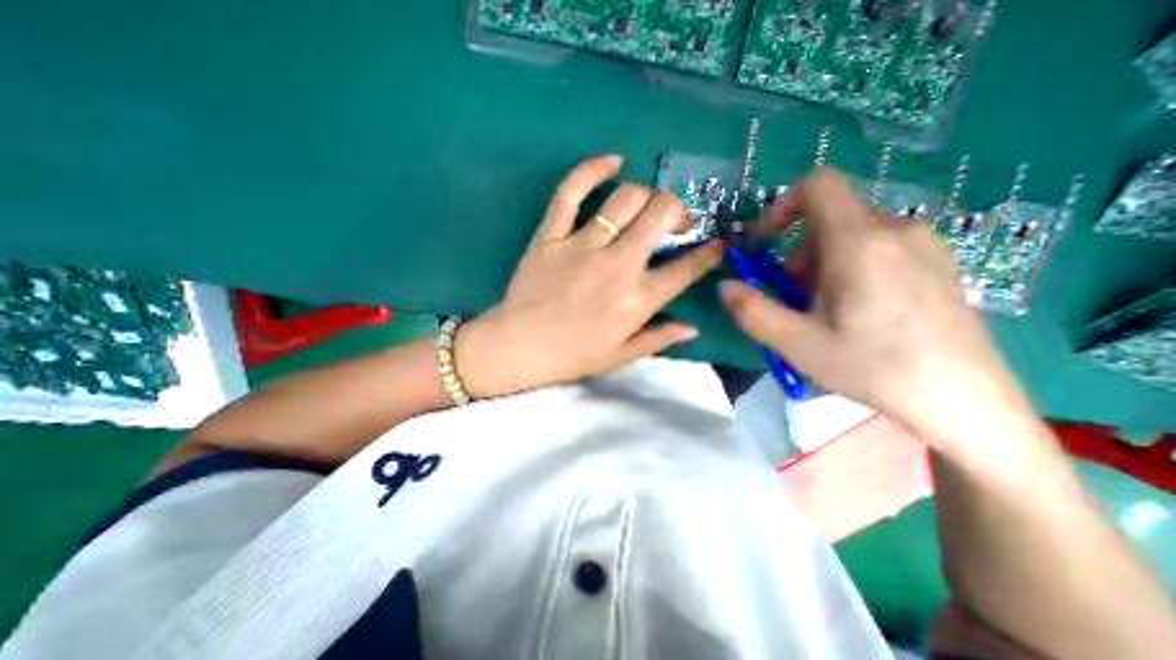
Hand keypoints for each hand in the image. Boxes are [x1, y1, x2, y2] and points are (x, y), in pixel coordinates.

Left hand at [458, 156, 725, 397]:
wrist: (518, 348)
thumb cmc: (572, 356)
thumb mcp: (621, 356)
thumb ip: (659, 339)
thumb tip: (693, 327)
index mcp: (636, 300)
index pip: (686, 268)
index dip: (710, 252)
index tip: (717, 244)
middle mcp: (616, 266)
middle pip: (661, 214)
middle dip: (679, 210)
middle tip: (675, 222)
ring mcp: (582, 246)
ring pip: (626, 198)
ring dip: (646, 196)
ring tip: (645, 208)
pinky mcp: (551, 235)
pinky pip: (571, 192)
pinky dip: (592, 170)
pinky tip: (612, 162)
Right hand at [722, 167, 1031, 450]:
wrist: (965, 400)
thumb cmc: (873, 368)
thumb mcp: (797, 344)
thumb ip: (752, 311)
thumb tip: (725, 286)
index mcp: (859, 244)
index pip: (818, 185)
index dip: (782, 206)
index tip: (766, 243)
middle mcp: (895, 230)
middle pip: (829, 219)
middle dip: (799, 253)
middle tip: (797, 298)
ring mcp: (923, 244)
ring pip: (852, 235)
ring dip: (823, 264)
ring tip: (828, 310)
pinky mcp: (937, 261)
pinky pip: (879, 247)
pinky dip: (852, 267)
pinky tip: (861, 309)